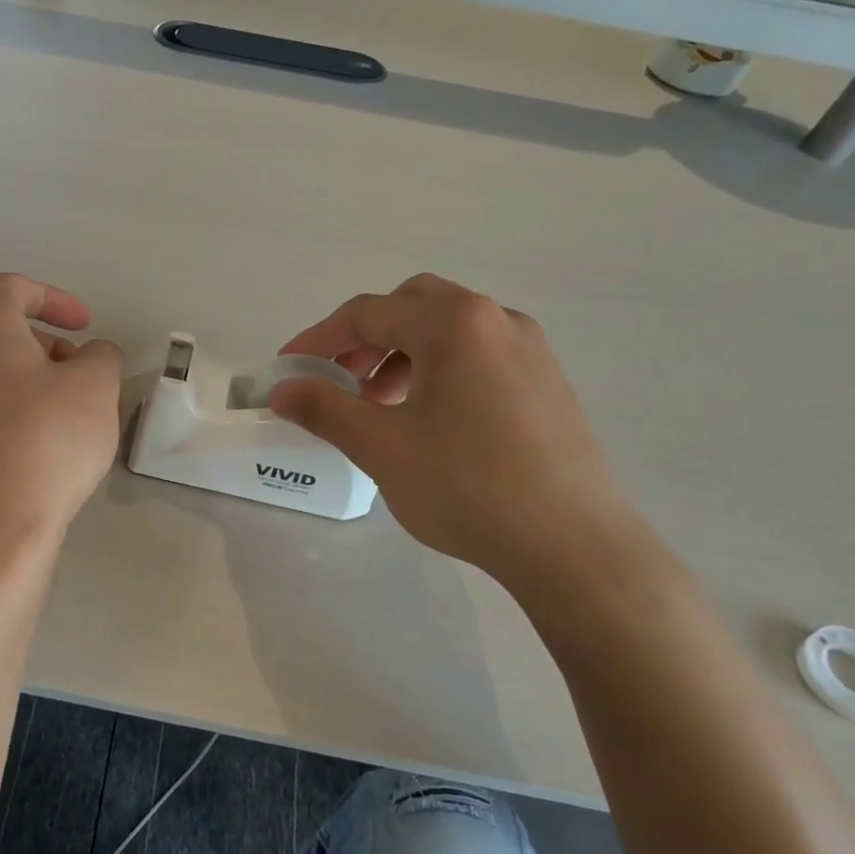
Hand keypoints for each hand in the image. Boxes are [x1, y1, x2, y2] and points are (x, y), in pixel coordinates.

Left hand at [0, 274, 121, 540]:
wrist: (2, 520)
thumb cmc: (50, 437)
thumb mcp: (96, 384)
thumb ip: (101, 354)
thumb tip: (91, 357)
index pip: (13, 288)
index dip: (54, 297)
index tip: (85, 327)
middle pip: (7, 329)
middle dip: (53, 343)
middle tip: (86, 374)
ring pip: (3, 369)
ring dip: (44, 377)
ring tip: (80, 411)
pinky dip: (28, 405)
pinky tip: (57, 440)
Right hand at [271, 274, 650, 591]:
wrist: (573, 546)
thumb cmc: (467, 486)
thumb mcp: (380, 446)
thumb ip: (323, 408)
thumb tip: (281, 390)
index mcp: (455, 323)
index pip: (368, 312)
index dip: (319, 339)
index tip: (288, 368)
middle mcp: (496, 320)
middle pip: (412, 307)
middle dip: (365, 338)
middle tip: (340, 380)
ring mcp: (530, 351)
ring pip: (448, 331)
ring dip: (402, 354)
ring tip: (380, 405)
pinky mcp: (546, 384)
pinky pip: (478, 357)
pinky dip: (439, 371)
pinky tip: (430, 420)